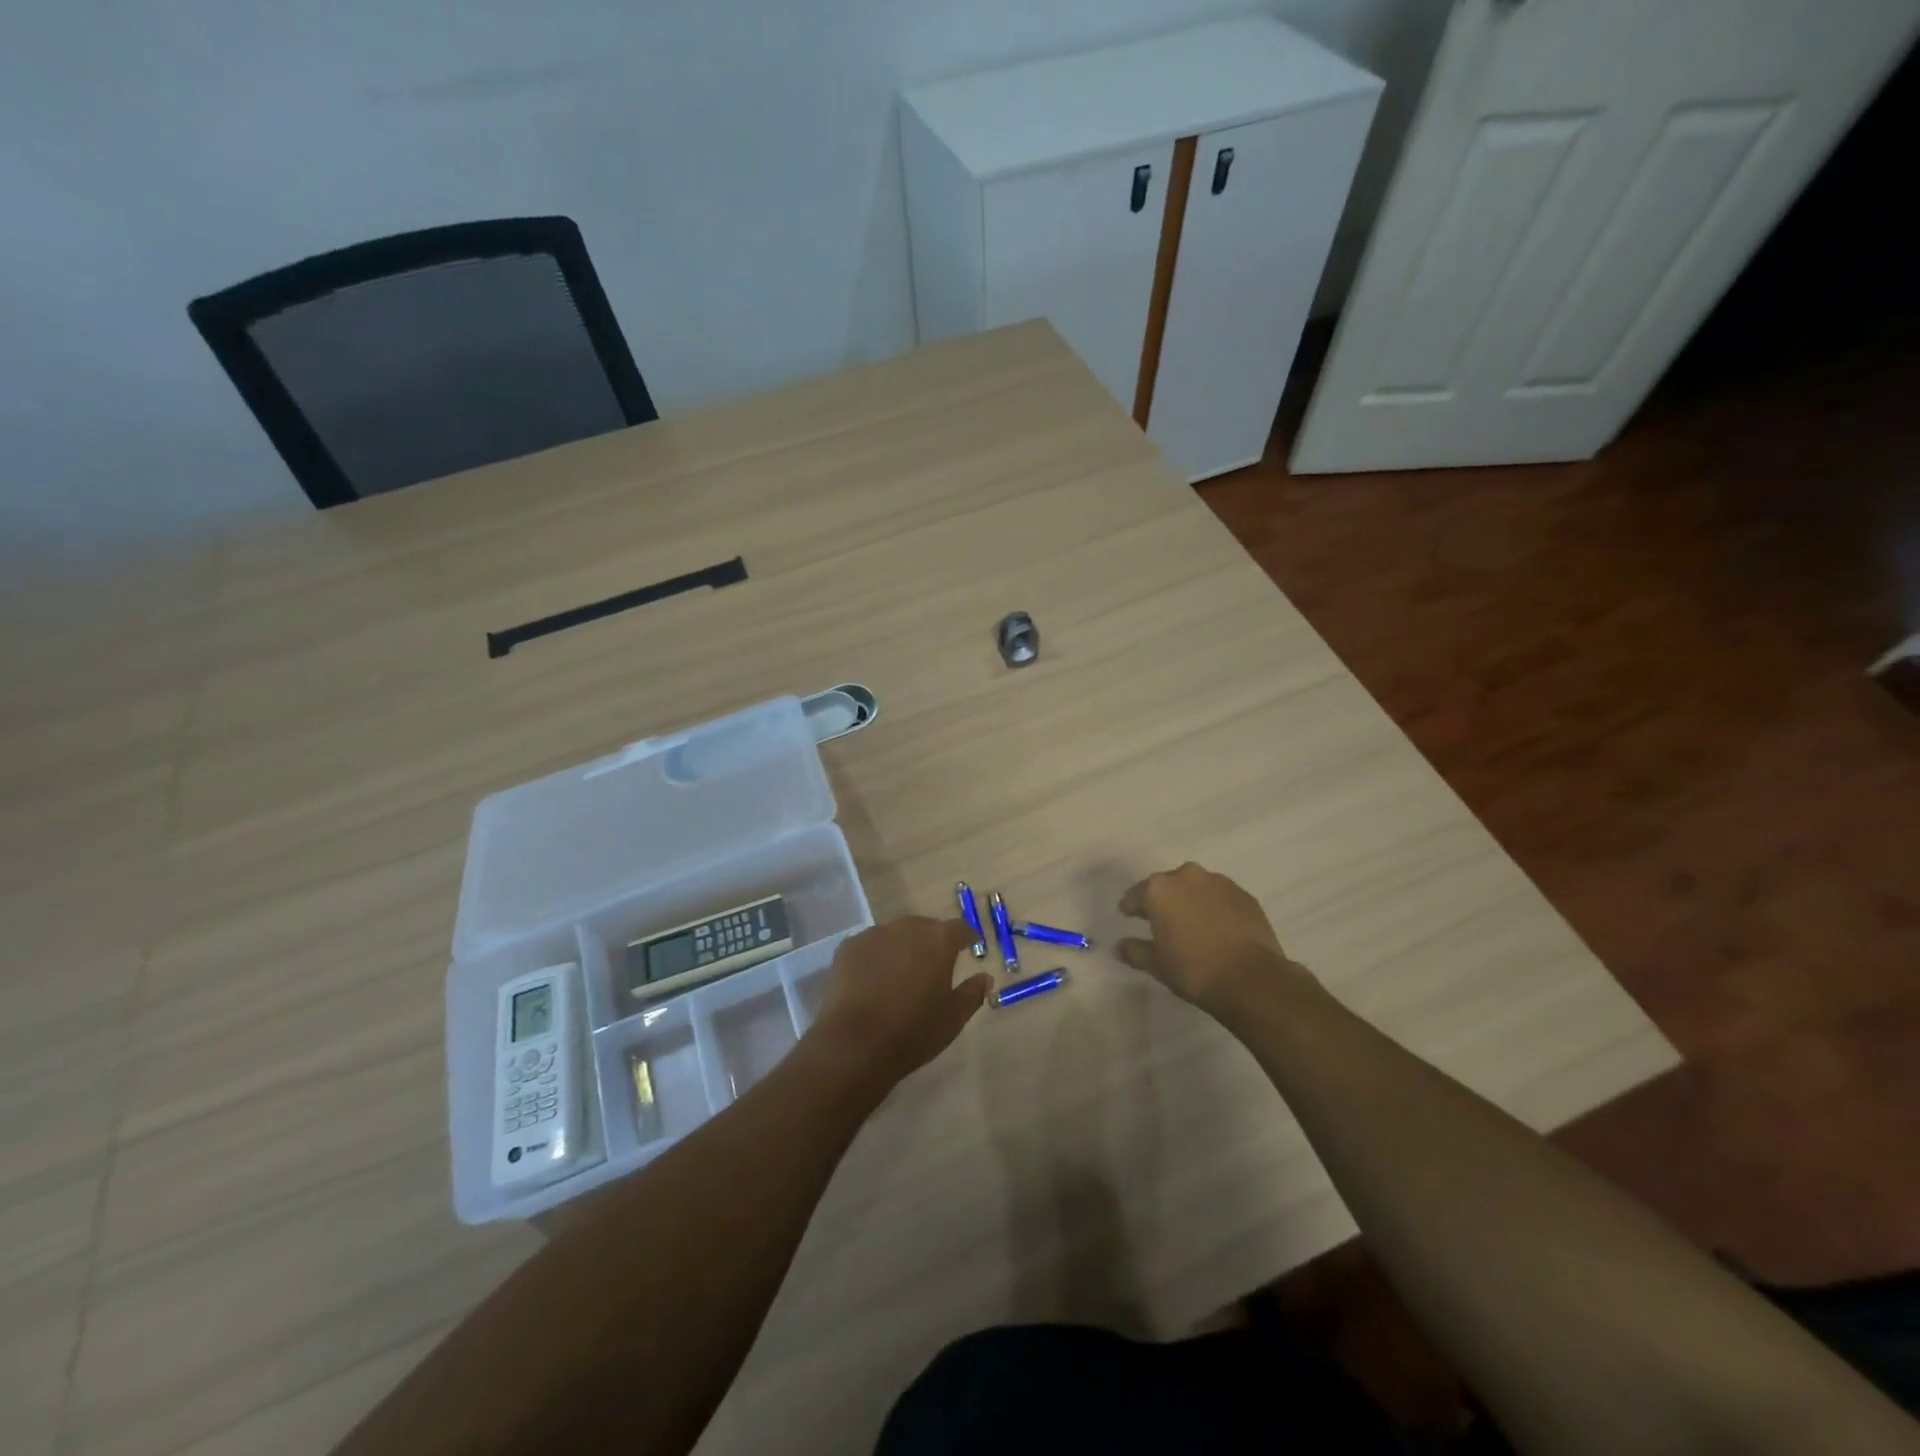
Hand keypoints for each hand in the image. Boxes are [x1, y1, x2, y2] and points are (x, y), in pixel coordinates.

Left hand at [807, 917, 992, 1092]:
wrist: (856, 1044)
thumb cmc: (914, 1031)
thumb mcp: (953, 1018)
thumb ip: (972, 993)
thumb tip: (985, 978)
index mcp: (938, 940)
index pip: (959, 929)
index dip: (966, 938)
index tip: (969, 948)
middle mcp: (907, 927)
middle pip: (925, 928)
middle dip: (931, 943)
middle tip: (932, 967)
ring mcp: (874, 934)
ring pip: (895, 935)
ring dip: (901, 948)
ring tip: (899, 976)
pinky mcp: (848, 947)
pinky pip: (869, 947)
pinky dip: (875, 958)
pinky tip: (871, 981)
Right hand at [1115, 863, 1313, 1018]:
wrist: (1252, 978)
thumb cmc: (1194, 969)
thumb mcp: (1156, 964)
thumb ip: (1134, 951)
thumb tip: (1119, 946)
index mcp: (1159, 890)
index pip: (1136, 895)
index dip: (1131, 907)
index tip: (1129, 916)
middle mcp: (1187, 876)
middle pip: (1167, 886)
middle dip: (1163, 900)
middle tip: (1162, 922)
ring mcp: (1219, 883)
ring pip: (1196, 888)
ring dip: (1190, 901)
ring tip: (1192, 924)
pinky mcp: (1244, 895)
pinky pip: (1220, 897)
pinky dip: (1214, 907)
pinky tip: (1217, 928)